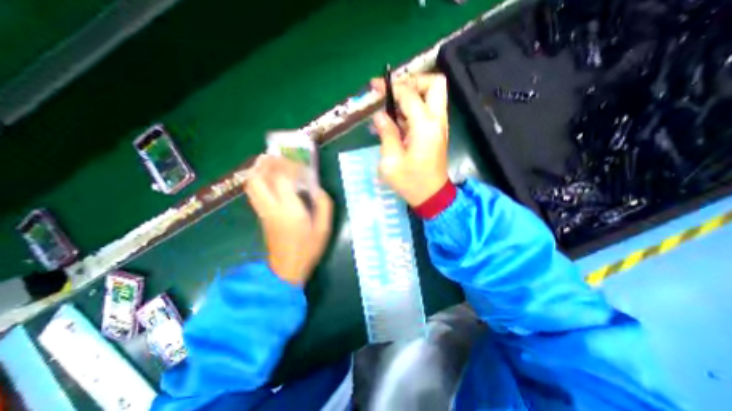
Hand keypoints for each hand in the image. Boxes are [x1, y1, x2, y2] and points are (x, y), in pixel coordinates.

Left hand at [247, 154, 335, 285]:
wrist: (287, 269)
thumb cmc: (309, 249)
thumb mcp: (324, 228)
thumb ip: (324, 205)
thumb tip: (318, 189)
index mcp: (289, 209)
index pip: (283, 178)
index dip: (291, 166)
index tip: (302, 165)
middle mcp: (271, 207)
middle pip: (258, 178)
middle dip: (267, 163)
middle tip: (278, 156)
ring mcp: (263, 211)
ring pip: (251, 184)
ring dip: (259, 170)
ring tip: (271, 163)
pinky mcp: (261, 215)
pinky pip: (254, 192)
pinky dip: (258, 180)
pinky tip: (270, 179)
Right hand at [372, 73, 452, 206]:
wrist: (431, 196)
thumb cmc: (410, 182)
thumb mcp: (391, 161)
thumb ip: (386, 134)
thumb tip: (380, 115)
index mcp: (425, 126)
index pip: (409, 94)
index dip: (391, 87)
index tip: (375, 86)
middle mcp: (437, 121)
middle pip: (434, 84)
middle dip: (412, 82)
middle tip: (392, 93)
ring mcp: (439, 126)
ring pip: (432, 96)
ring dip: (411, 95)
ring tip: (389, 109)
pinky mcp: (436, 133)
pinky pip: (427, 111)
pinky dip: (412, 110)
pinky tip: (394, 122)